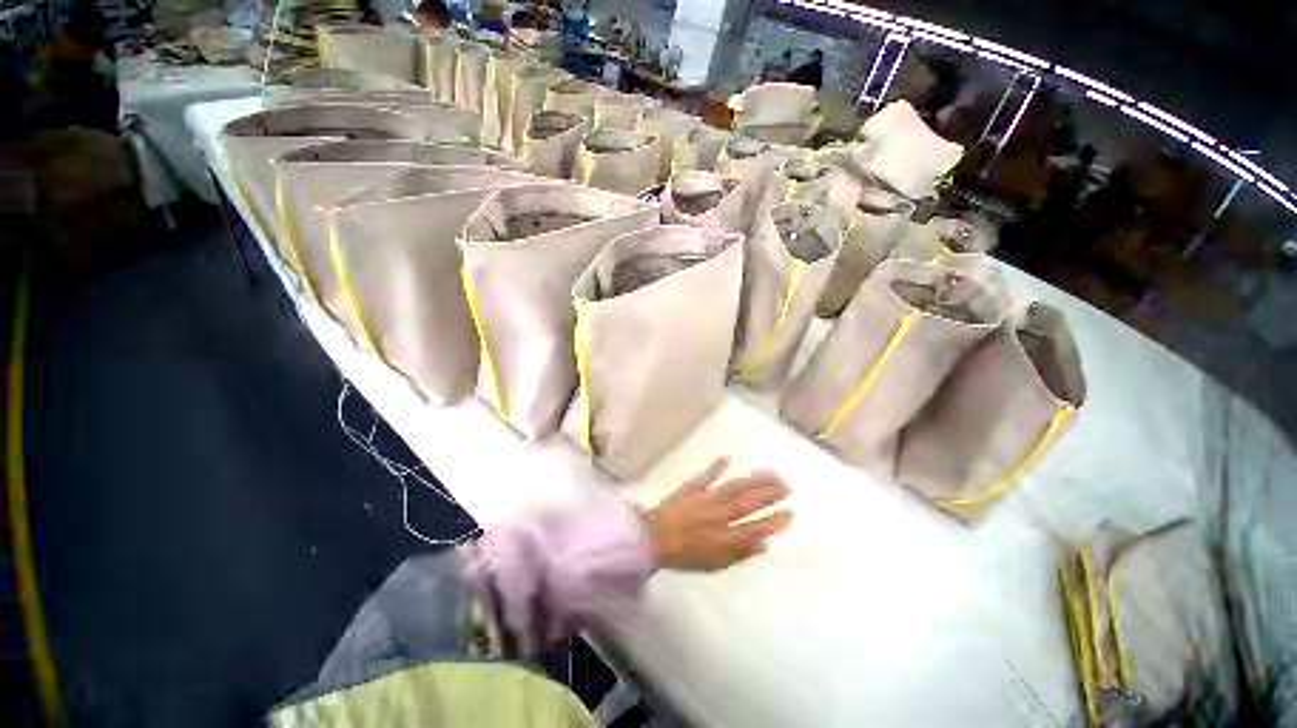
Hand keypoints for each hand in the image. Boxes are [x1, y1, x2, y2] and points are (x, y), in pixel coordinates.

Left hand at [642, 458, 792, 570]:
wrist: (653, 538)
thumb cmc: (685, 554)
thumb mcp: (715, 564)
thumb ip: (740, 553)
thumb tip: (764, 543)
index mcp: (727, 536)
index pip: (757, 526)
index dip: (775, 519)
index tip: (790, 511)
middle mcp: (721, 514)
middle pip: (750, 502)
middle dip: (771, 493)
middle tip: (787, 485)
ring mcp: (707, 498)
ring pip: (736, 486)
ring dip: (754, 479)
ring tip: (771, 472)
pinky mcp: (693, 487)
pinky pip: (707, 475)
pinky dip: (717, 465)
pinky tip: (727, 457)